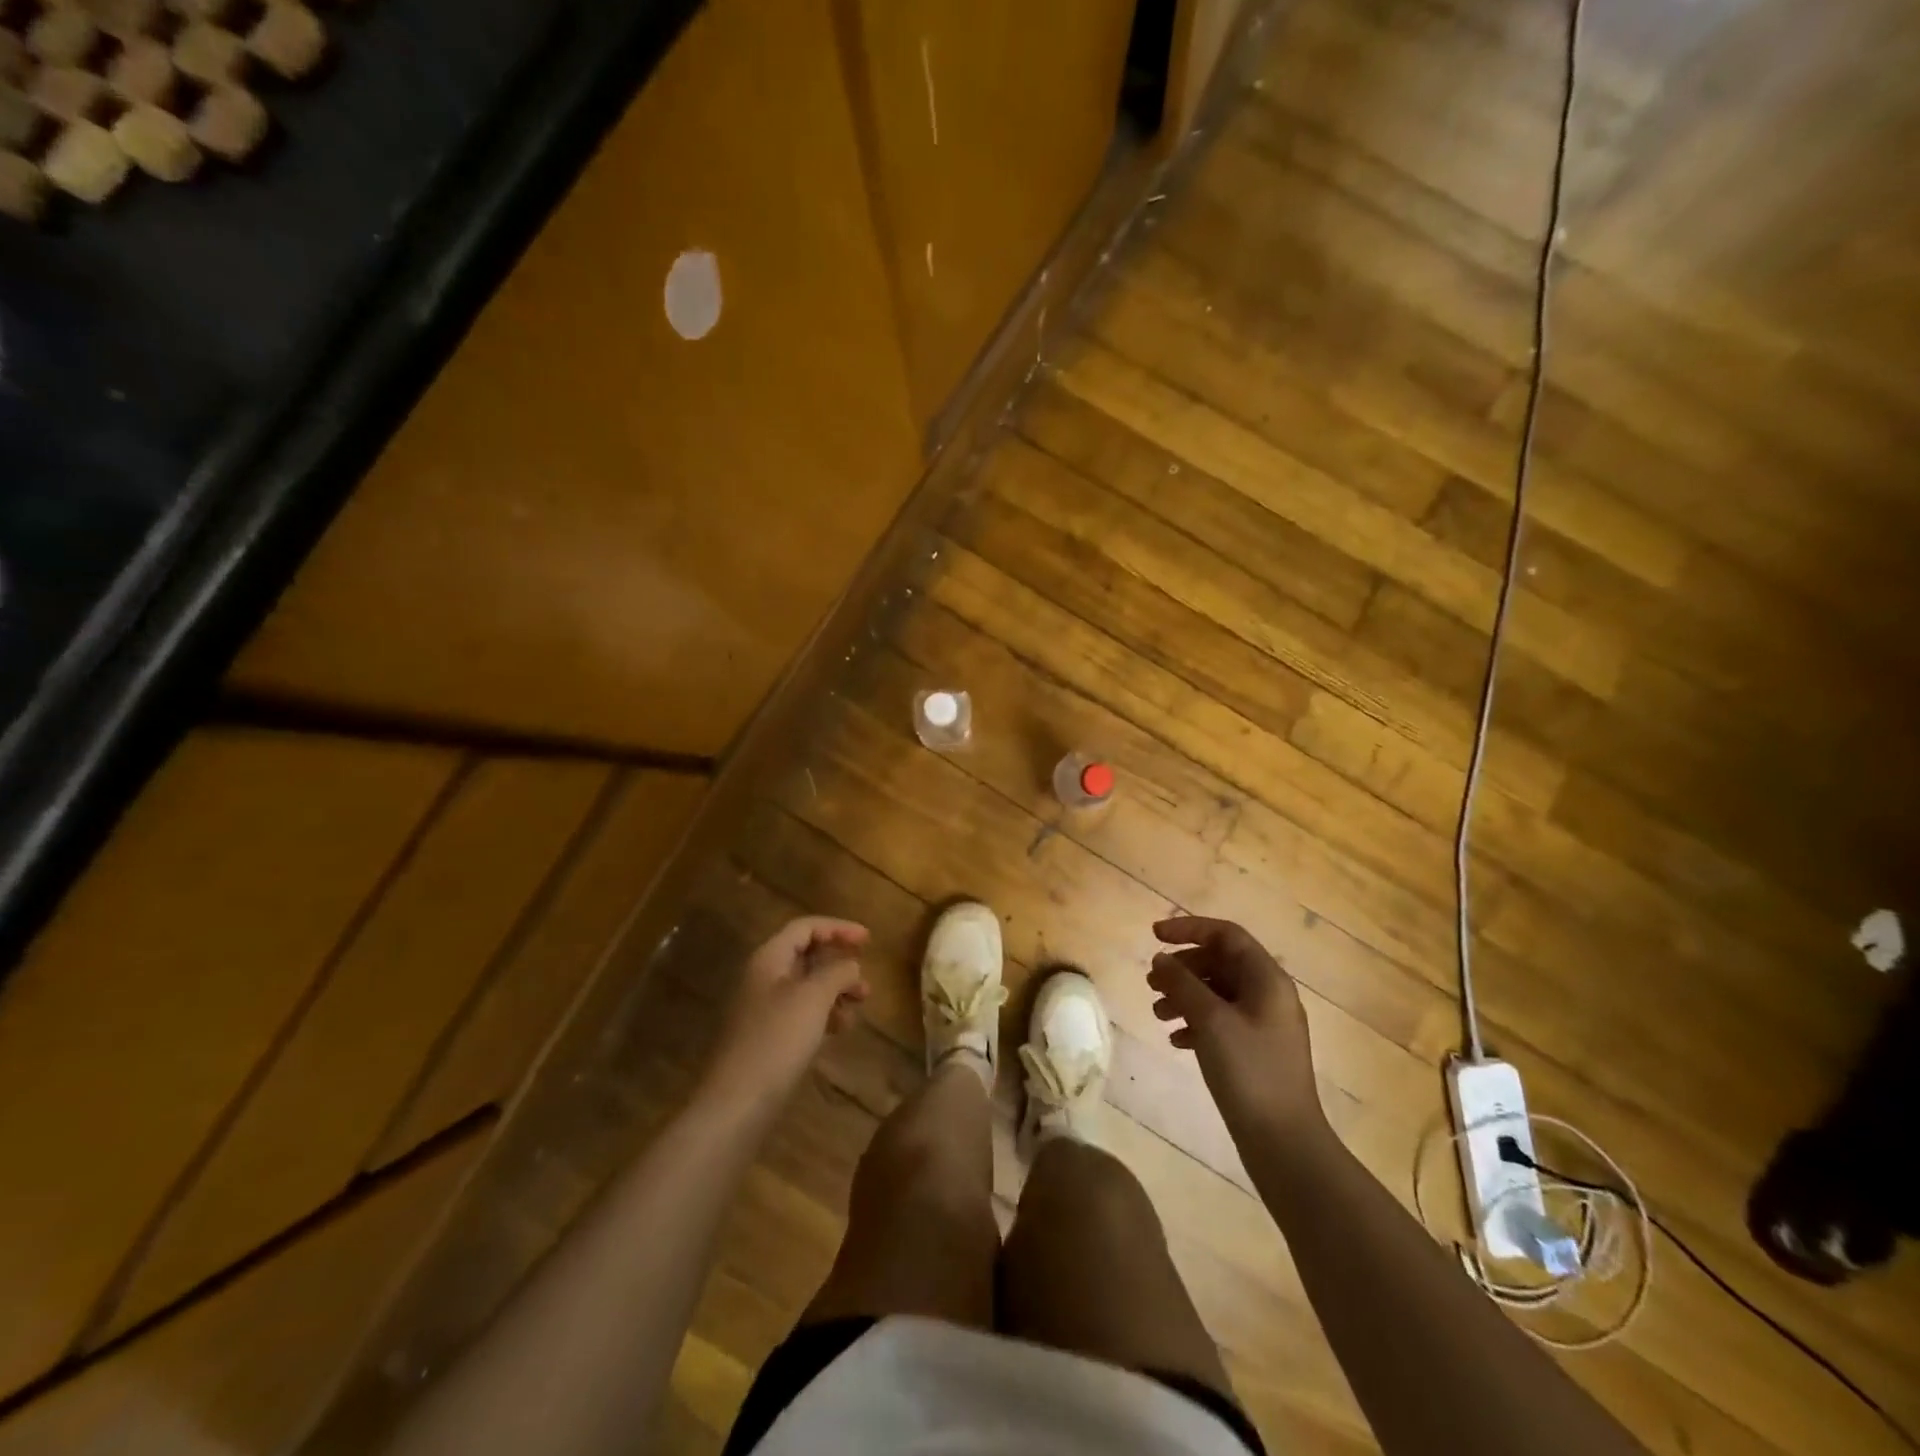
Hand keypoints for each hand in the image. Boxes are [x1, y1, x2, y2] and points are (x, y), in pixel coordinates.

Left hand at [702, 917, 870, 1114]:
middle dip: (839, 963)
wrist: (736, 1103)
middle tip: (865, 980)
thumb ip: (837, 972)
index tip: (869, 941)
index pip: (806, 927)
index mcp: (769, 958)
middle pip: (806, 955)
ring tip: (859, 1005)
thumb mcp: (814, 997)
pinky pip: (801, 1012)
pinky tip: (840, 1029)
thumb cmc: (777, 1040)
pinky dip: (824, 1013)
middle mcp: (763, 977)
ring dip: (835, 990)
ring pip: (807, 985)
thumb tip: (851, 965)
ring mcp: (764, 1008)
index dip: (838, 928)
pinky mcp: (768, 1037)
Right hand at [1148, 916, 1325, 1142]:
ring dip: (1184, 996)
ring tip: (1157, 1013)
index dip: (1189, 929)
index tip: (1154, 935)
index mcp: (1267, 980)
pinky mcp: (1255, 1051)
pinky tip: (1175, 1040)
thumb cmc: (1249, 1070)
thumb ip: (1182, 984)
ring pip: (1217, 993)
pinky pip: (1220, 1022)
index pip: (1226, 935)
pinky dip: (1195, 1023)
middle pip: (1220, 963)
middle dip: (1183, 968)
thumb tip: (1160, 959)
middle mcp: (1269, 996)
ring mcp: (1263, 1025)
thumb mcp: (1211, 1020)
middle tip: (1151, 982)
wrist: (1283, 1142)